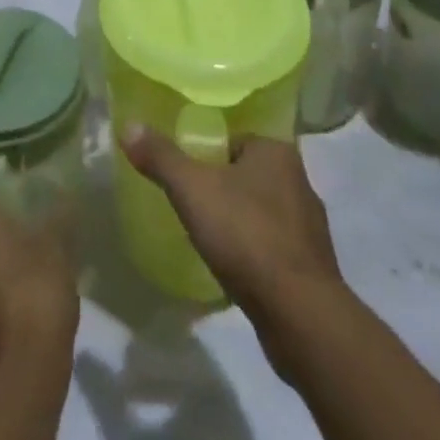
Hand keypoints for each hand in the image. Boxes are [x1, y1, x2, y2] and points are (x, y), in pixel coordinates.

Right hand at [120, 127, 341, 321]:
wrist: (300, 316)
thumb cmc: (246, 235)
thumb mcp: (192, 189)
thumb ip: (161, 156)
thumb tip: (128, 124)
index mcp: (277, 151)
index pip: (234, 137)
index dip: (207, 151)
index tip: (184, 169)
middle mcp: (299, 179)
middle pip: (247, 172)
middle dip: (222, 185)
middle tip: (189, 201)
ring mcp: (309, 226)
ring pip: (262, 210)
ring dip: (239, 220)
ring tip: (207, 235)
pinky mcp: (311, 267)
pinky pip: (273, 246)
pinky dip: (252, 252)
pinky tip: (233, 267)